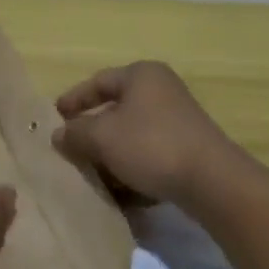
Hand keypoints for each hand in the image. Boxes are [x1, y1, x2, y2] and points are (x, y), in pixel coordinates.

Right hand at [52, 61, 239, 204]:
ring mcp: (179, 120)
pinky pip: (151, 154)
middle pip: (117, 109)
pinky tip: (122, 194)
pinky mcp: (189, 149)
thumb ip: (76, 133)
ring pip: (133, 135)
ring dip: (112, 155)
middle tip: (72, 149)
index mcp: (141, 75)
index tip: (55, 117)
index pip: (99, 81)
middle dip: (93, 132)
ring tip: (93, 176)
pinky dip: (134, 169)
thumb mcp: (103, 137)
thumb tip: (58, 134)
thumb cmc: (151, 145)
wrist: (212, 181)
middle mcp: (161, 90)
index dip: (75, 99)